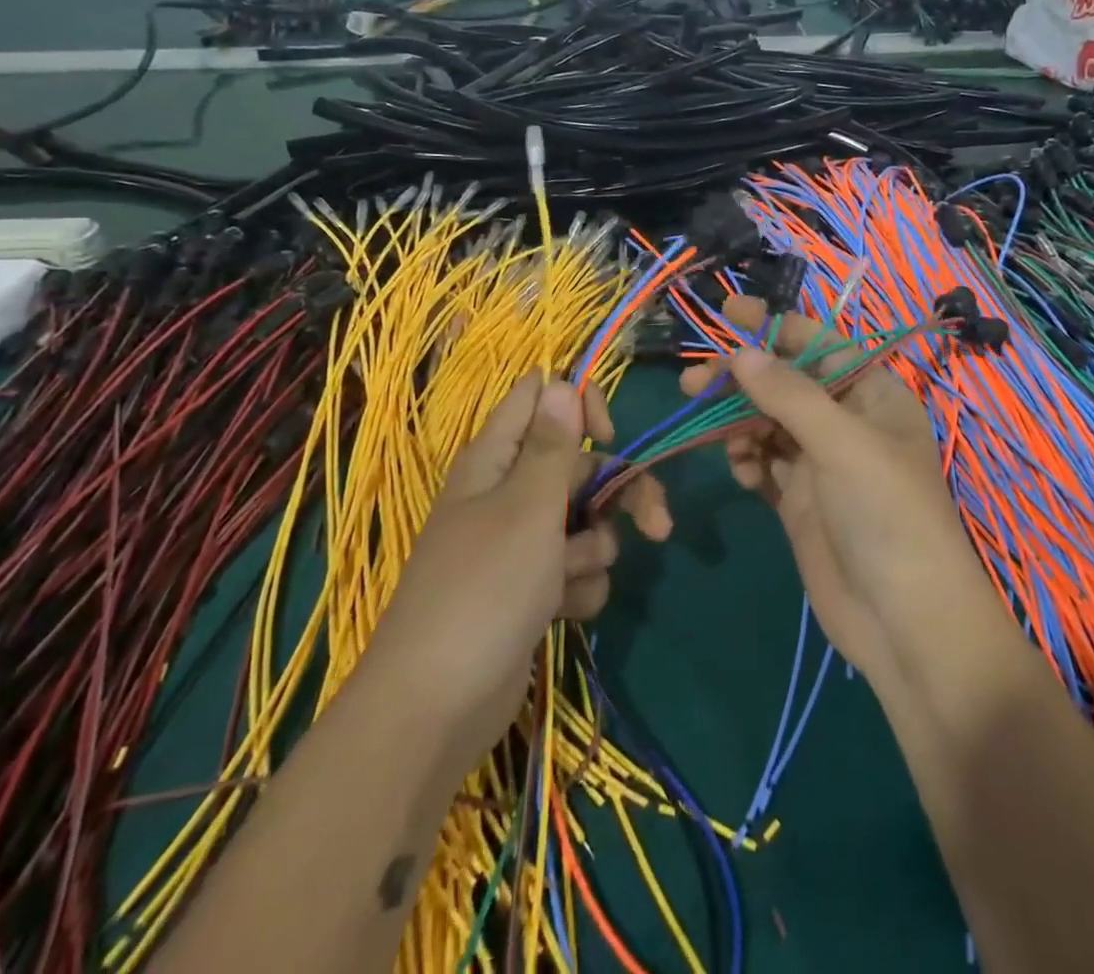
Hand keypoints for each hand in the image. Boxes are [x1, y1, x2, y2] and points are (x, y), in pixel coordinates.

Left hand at [371, 374, 669, 776]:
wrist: (436, 710)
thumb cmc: (484, 591)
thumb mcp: (527, 509)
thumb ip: (553, 445)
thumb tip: (561, 382)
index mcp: (496, 458)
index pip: (541, 398)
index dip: (579, 405)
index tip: (609, 437)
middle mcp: (507, 493)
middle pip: (580, 466)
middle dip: (619, 493)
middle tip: (657, 524)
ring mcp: (518, 544)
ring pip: (584, 521)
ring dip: (593, 550)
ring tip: (569, 581)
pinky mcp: (529, 589)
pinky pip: (574, 568)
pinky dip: (578, 587)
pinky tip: (562, 612)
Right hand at [679, 296, 978, 681]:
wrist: (904, 623)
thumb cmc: (887, 516)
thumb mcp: (843, 444)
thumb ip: (789, 395)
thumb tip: (741, 352)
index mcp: (872, 394)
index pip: (819, 343)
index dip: (774, 325)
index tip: (727, 311)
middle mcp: (845, 421)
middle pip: (784, 383)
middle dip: (742, 379)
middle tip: (693, 383)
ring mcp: (820, 463)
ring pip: (767, 422)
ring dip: (738, 422)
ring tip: (717, 436)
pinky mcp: (799, 500)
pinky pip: (763, 463)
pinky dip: (747, 460)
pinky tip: (742, 472)